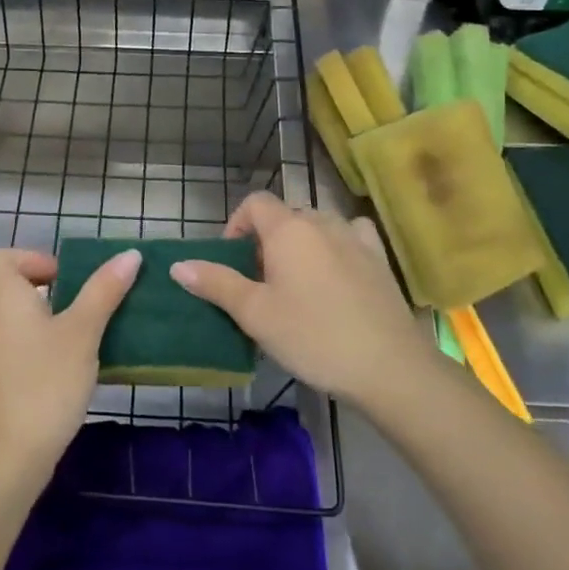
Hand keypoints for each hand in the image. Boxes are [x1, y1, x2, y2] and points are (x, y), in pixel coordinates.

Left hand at [0, 247, 140, 485]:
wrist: (4, 458)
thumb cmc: (44, 382)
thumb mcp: (82, 332)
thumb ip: (104, 290)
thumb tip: (131, 254)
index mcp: (0, 292)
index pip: (6, 255)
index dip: (37, 259)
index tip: (69, 280)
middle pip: (12, 282)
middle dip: (50, 289)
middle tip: (84, 306)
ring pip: (16, 314)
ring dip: (48, 317)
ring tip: (84, 334)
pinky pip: (15, 341)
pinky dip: (39, 343)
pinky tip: (69, 366)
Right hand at [171, 192, 434, 410]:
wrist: (389, 367)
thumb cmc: (313, 337)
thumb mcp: (255, 314)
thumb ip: (216, 283)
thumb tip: (179, 265)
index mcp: (289, 229)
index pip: (255, 202)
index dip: (236, 224)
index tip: (232, 262)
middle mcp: (323, 222)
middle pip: (285, 215)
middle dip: (266, 240)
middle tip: (260, 283)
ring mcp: (356, 238)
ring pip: (317, 227)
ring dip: (300, 245)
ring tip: (296, 284)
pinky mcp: (380, 259)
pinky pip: (349, 237)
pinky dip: (335, 247)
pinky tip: (336, 275)